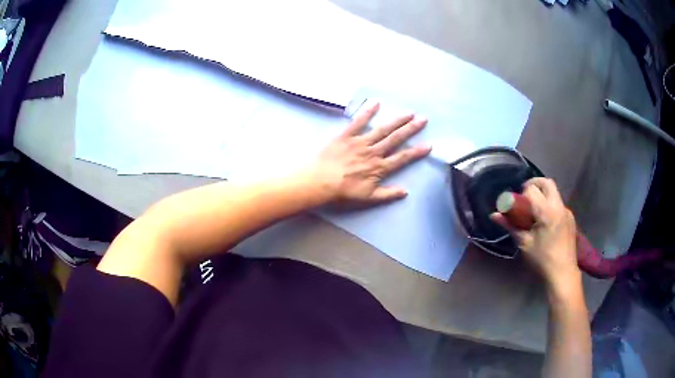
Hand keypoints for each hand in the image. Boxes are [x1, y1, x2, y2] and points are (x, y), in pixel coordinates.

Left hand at [309, 101, 430, 204]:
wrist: (320, 182)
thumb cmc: (343, 192)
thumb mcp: (368, 198)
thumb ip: (388, 194)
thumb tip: (405, 192)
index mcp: (379, 167)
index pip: (402, 158)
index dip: (417, 152)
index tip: (429, 145)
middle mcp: (373, 152)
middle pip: (396, 139)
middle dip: (411, 129)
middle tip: (423, 119)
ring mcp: (360, 142)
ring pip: (382, 129)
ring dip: (396, 120)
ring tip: (408, 112)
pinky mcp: (346, 135)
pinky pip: (358, 122)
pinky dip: (367, 112)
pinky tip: (376, 102)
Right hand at [491, 178, 579, 287]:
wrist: (563, 274)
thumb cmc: (542, 260)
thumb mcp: (524, 243)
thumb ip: (510, 226)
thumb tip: (494, 215)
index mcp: (547, 212)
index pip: (532, 189)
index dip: (521, 194)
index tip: (516, 205)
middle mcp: (559, 206)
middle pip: (546, 183)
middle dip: (534, 184)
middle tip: (524, 197)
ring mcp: (566, 211)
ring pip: (554, 192)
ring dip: (542, 195)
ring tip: (534, 212)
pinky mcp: (570, 218)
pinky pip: (558, 204)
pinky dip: (549, 205)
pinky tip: (545, 222)